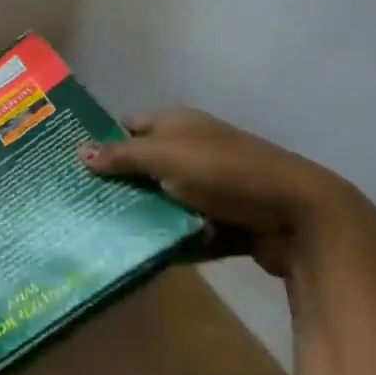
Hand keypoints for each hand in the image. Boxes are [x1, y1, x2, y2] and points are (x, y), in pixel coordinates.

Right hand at [80, 107, 363, 275]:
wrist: (302, 218)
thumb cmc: (226, 174)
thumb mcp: (165, 157)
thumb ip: (121, 156)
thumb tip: (78, 151)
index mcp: (178, 123)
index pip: (128, 127)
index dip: (103, 141)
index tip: (73, 163)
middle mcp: (193, 149)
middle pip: (143, 164)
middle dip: (118, 182)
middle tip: (81, 201)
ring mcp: (212, 186)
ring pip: (164, 198)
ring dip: (143, 213)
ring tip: (104, 229)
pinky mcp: (226, 219)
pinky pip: (187, 227)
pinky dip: (170, 237)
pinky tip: (143, 250)